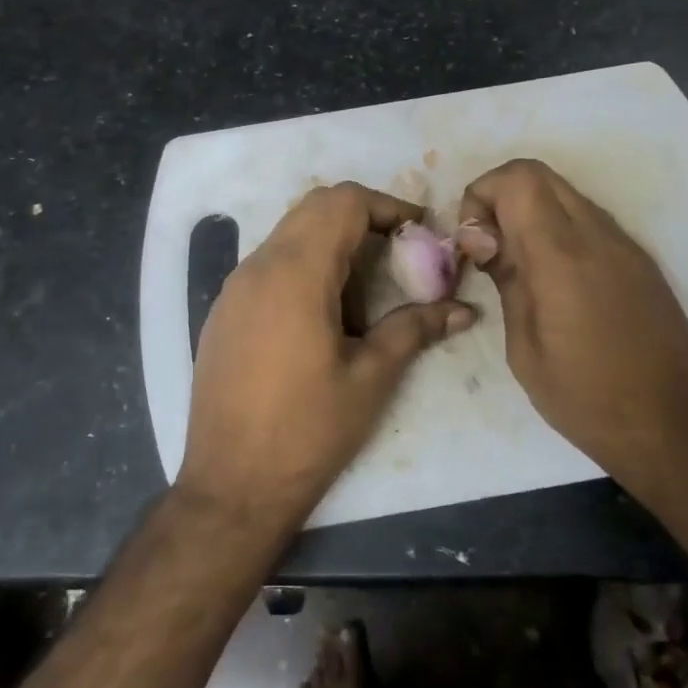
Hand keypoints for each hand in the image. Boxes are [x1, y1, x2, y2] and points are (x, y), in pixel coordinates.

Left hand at [178, 182, 475, 533]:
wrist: (231, 485)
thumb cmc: (308, 431)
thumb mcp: (371, 378)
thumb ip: (415, 329)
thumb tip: (464, 309)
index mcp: (296, 274)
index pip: (342, 202)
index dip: (386, 206)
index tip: (418, 231)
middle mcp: (258, 267)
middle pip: (313, 207)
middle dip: (361, 216)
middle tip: (397, 251)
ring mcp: (234, 288)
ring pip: (288, 233)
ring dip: (330, 240)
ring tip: (364, 284)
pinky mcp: (223, 311)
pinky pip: (268, 263)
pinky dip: (303, 263)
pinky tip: (322, 311)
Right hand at [455, 160, 687, 491]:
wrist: (678, 431)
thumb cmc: (588, 400)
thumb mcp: (525, 348)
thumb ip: (506, 279)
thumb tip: (482, 238)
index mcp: (563, 256)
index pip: (516, 179)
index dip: (481, 196)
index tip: (472, 244)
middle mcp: (598, 235)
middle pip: (538, 173)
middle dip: (499, 196)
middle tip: (486, 248)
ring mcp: (625, 244)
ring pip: (564, 193)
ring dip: (529, 211)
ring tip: (514, 265)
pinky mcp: (640, 260)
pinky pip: (587, 219)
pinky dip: (556, 228)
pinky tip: (550, 279)